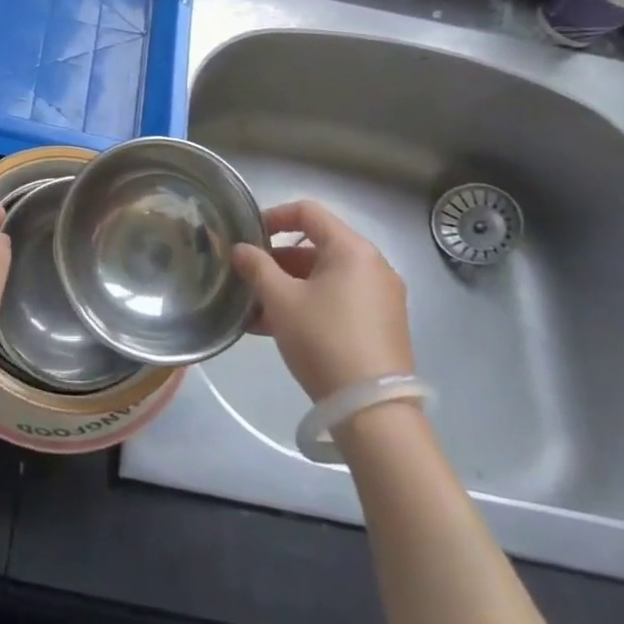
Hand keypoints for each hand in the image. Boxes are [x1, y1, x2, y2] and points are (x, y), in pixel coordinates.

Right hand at [232, 199, 413, 401]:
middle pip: (317, 247)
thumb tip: (241, 249)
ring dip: (289, 287)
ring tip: (257, 310)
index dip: (273, 216)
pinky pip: (339, 301)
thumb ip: (257, 267)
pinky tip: (279, 329)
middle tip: (248, 278)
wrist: (372, 411)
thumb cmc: (323, 340)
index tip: (248, 236)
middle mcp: (373, 266)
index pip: (308, 212)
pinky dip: (310, 305)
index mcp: (352, 249)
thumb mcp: (280, 300)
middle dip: (277, 260)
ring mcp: (382, 297)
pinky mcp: (383, 325)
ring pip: (325, 278)